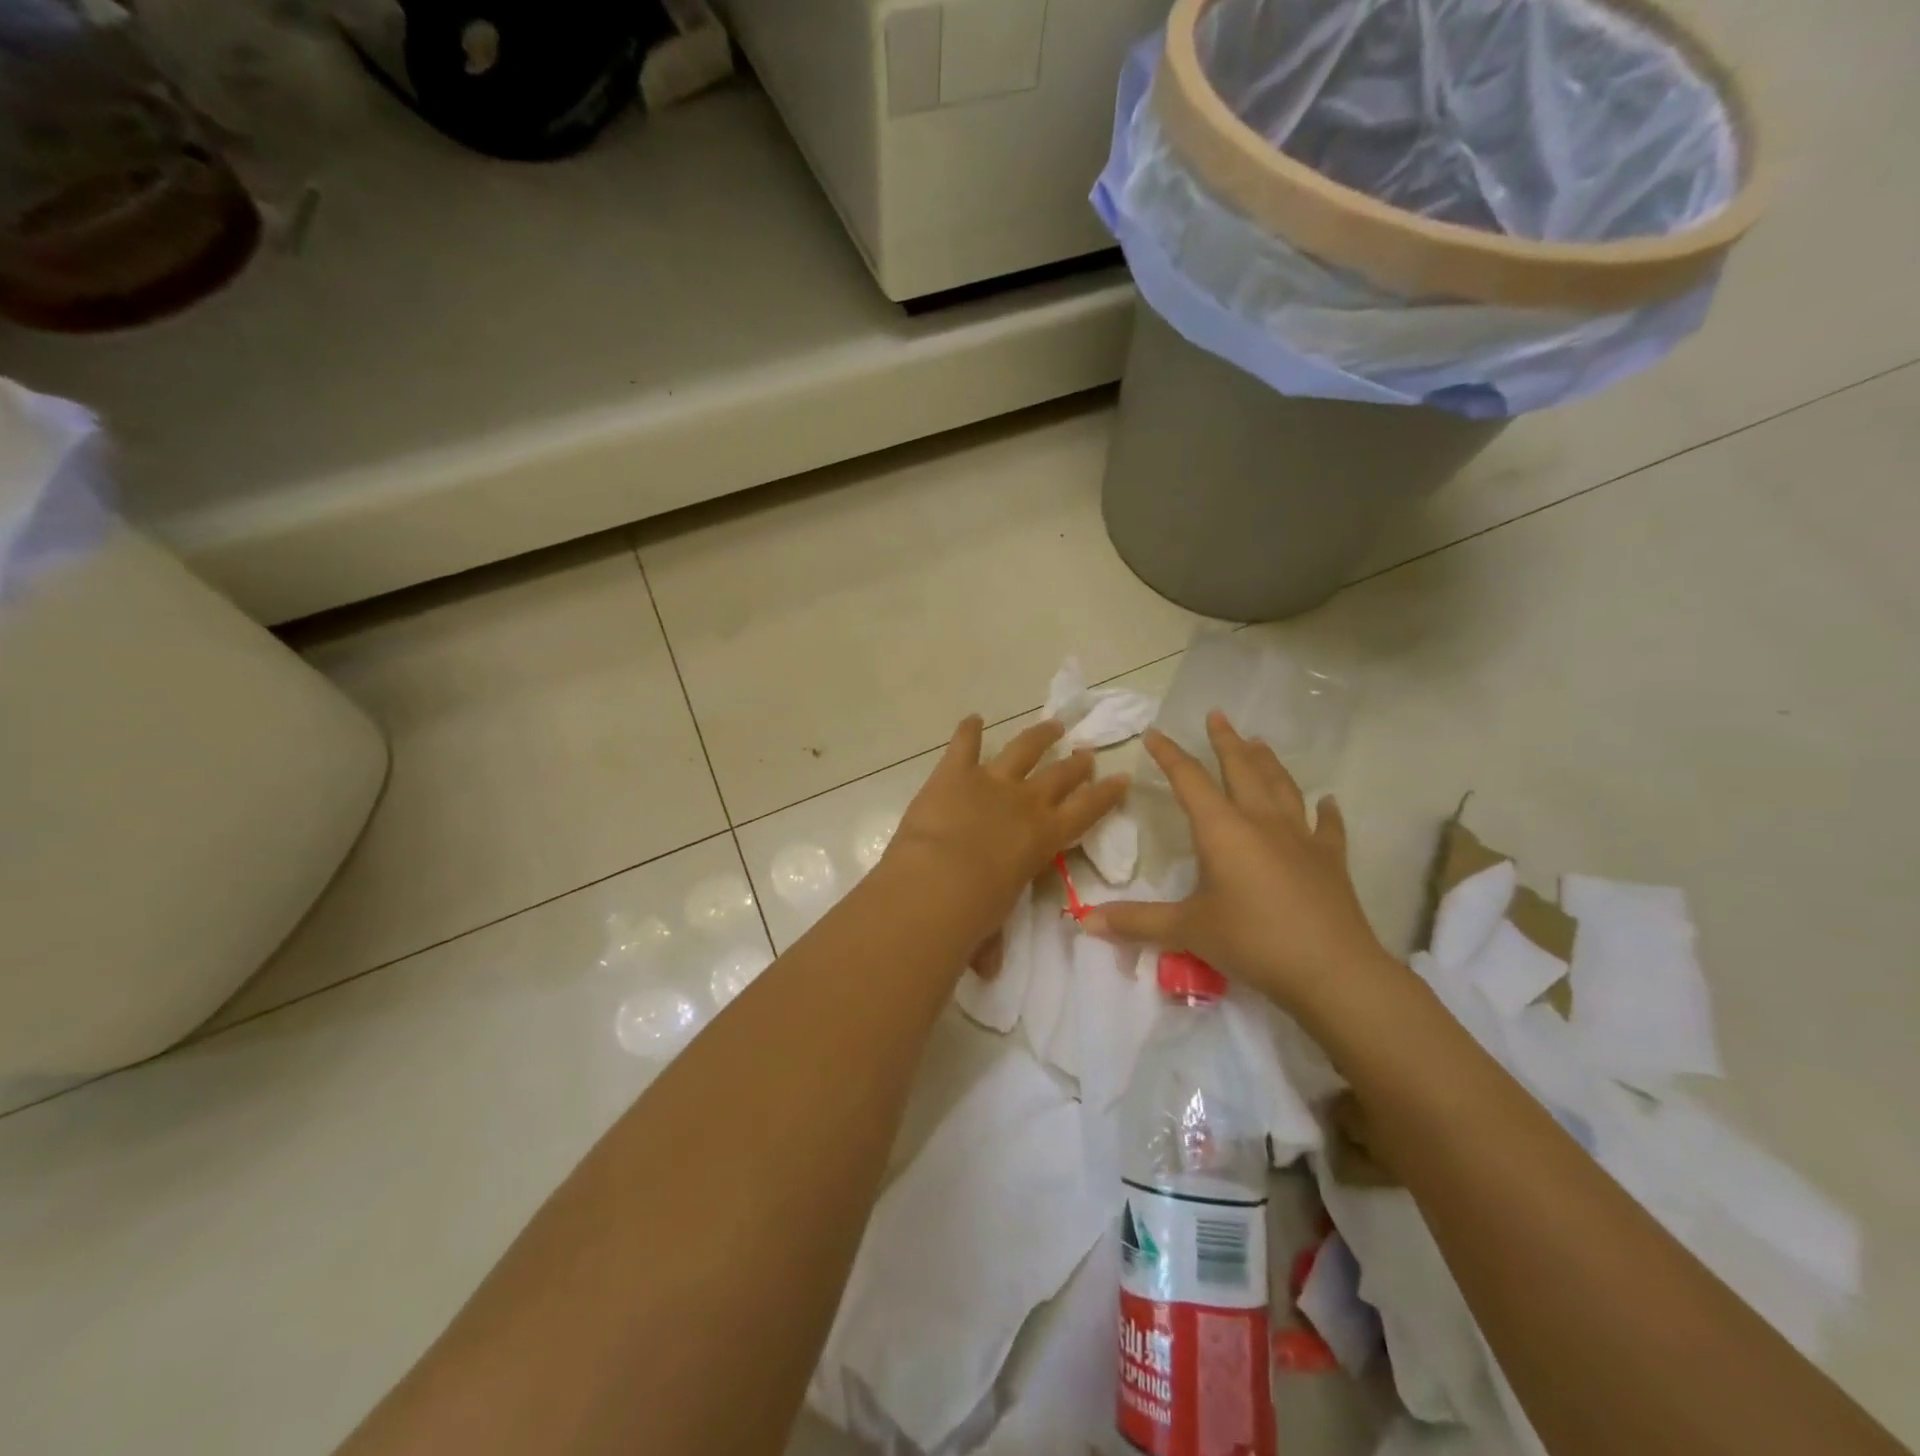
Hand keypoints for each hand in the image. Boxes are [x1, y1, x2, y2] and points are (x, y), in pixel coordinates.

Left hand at [886, 716, 1128, 937]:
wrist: (937, 883)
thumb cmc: (974, 915)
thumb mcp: (995, 927)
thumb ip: (993, 941)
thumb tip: (988, 969)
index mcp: (1045, 838)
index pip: (1087, 811)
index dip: (1106, 794)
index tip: (1121, 778)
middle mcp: (1026, 802)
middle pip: (1061, 775)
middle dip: (1076, 763)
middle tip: (1086, 753)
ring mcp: (991, 781)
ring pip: (1024, 749)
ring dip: (1039, 736)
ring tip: (1053, 725)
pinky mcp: (955, 772)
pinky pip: (965, 743)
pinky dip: (968, 730)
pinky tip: (972, 719)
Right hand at [1081, 712, 1391, 1019]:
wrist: (1331, 970)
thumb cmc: (1252, 941)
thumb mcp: (1187, 931)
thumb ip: (1136, 922)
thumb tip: (1084, 921)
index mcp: (1223, 830)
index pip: (1190, 781)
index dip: (1170, 756)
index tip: (1155, 733)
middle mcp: (1262, 822)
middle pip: (1242, 770)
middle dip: (1226, 742)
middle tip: (1218, 715)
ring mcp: (1301, 838)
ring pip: (1282, 787)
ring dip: (1268, 762)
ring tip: (1259, 742)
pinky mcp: (1330, 860)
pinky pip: (1327, 827)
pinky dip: (1326, 812)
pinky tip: (1328, 801)